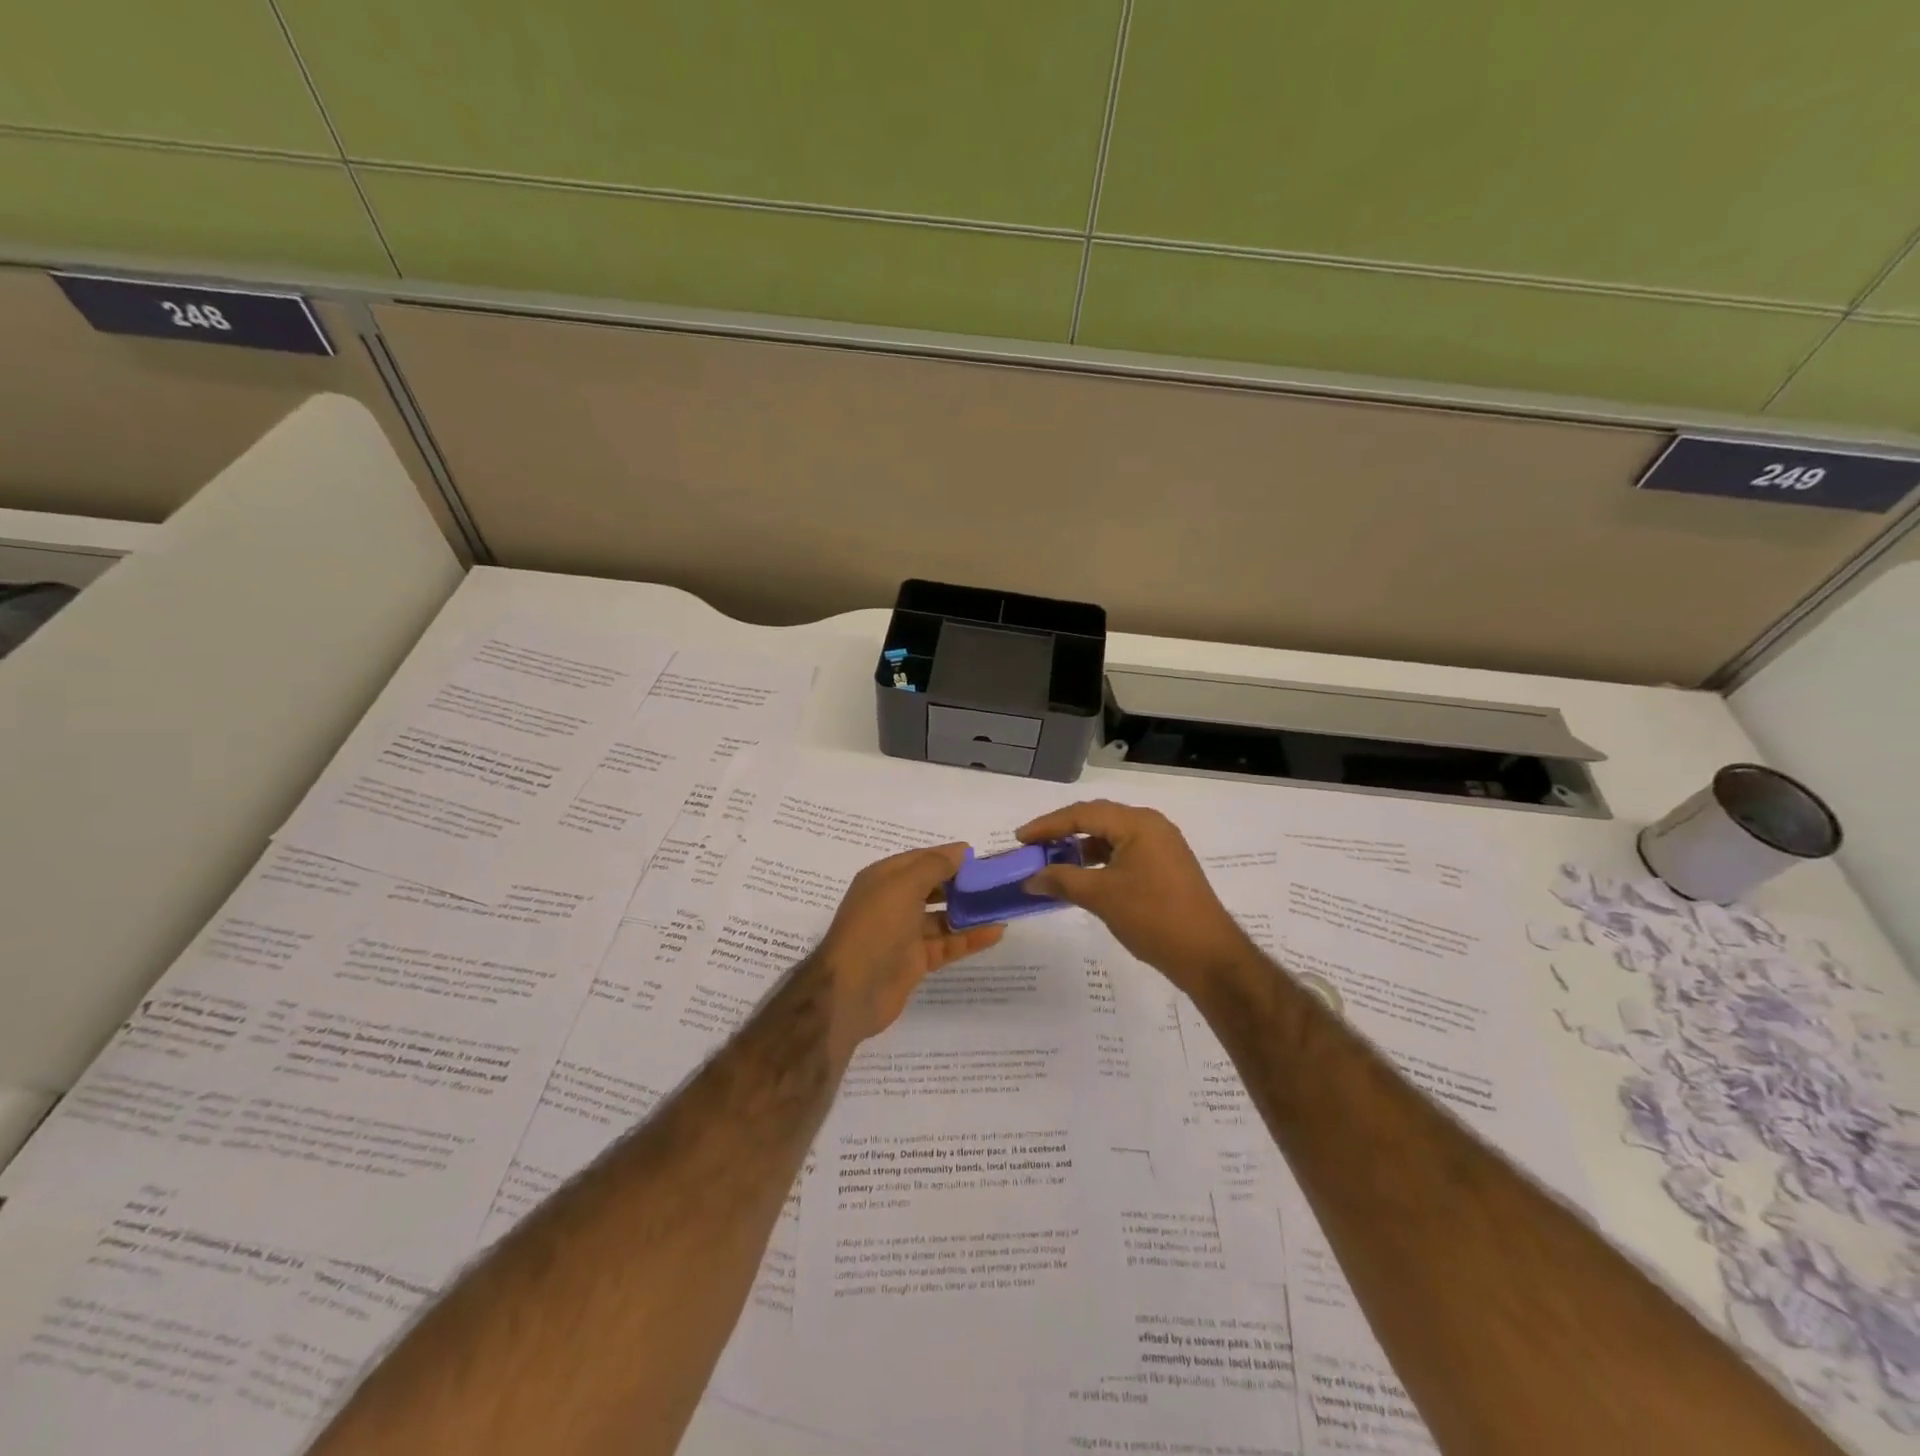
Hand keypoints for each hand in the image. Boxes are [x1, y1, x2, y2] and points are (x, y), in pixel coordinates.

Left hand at [812, 843, 1004, 1057]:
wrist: (851, 990)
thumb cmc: (875, 927)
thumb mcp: (903, 886)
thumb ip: (934, 865)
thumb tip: (960, 850)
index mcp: (884, 879)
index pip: (921, 859)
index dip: (949, 856)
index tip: (982, 857)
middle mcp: (893, 902)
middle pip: (933, 887)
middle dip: (962, 883)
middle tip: (996, 881)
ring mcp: (904, 934)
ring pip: (943, 917)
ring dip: (969, 911)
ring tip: (1002, 904)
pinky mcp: (916, 961)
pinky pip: (948, 944)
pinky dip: (970, 938)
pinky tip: (996, 932)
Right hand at [1016, 800, 1254, 996]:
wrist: (1208, 956)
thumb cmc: (1153, 917)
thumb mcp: (1101, 897)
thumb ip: (1062, 881)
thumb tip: (1030, 878)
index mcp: (1138, 823)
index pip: (1083, 814)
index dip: (1047, 825)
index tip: (1020, 839)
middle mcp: (1151, 826)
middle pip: (1097, 820)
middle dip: (1062, 833)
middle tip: (1033, 847)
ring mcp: (1161, 846)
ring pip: (1110, 837)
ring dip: (1080, 848)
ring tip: (1053, 863)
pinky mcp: (1165, 867)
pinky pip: (1123, 853)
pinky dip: (1099, 861)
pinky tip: (1082, 878)